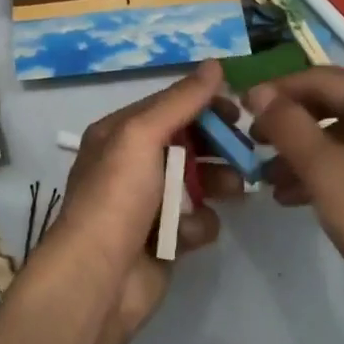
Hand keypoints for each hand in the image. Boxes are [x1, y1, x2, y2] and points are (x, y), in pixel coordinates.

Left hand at [33, 61, 227, 343]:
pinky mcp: (164, 239)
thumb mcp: (142, 135)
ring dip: (218, 183)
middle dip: (217, 146)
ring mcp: (148, 204)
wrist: (98, 279)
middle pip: (187, 143)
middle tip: (245, 152)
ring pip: (197, 182)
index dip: (203, 105)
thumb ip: (180, 101)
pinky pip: (195, 221)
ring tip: (235, 189)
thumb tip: (214, 64)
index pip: (169, 107)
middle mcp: (131, 164)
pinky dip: (198, 225)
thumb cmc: (117, 196)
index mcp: (119, 134)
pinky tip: (190, 234)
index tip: (237, 111)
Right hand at [245, 68, 343, 330]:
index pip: (322, 79)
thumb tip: (258, 92)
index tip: (239, 110)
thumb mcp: (328, 173)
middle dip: (290, 126)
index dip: (277, 91)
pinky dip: (328, 172)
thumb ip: (289, 126)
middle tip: (252, 146)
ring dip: (304, 153)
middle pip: (334, 104)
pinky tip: (295, 196)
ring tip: (267, 180)